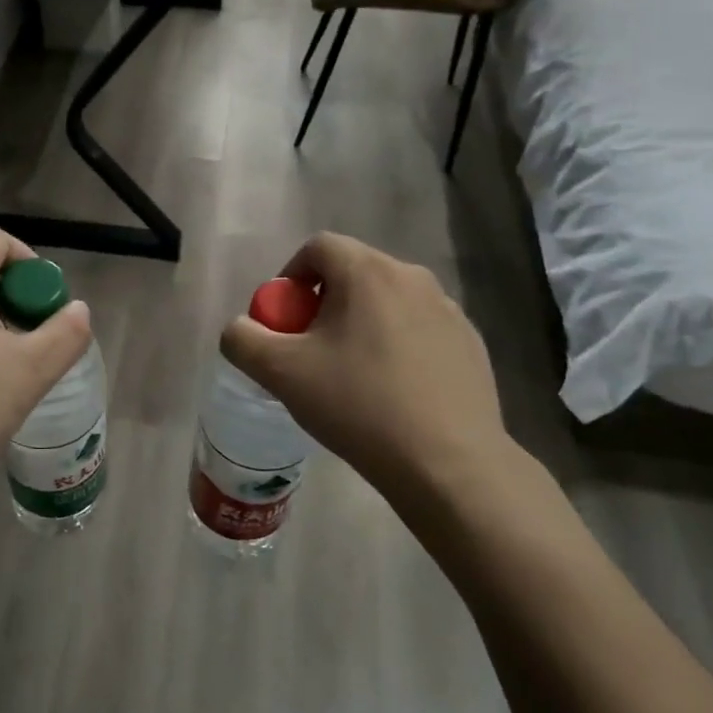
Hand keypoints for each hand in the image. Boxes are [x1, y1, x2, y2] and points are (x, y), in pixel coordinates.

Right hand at [220, 232, 526, 509]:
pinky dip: (397, 346)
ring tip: (352, 375)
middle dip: (323, 303)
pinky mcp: (471, 344)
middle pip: (353, 273)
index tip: (284, 319)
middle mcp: (412, 277)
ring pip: (387, 302)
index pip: (318, 247)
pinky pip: (419, 330)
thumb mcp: (280, 372)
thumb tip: (241, 328)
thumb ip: (243, 339)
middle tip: (311, 350)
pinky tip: (393, 392)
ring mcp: (449, 310)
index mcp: (367, 271)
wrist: (448, 464)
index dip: (290, 276)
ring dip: (361, 324)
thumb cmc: (358, 406)